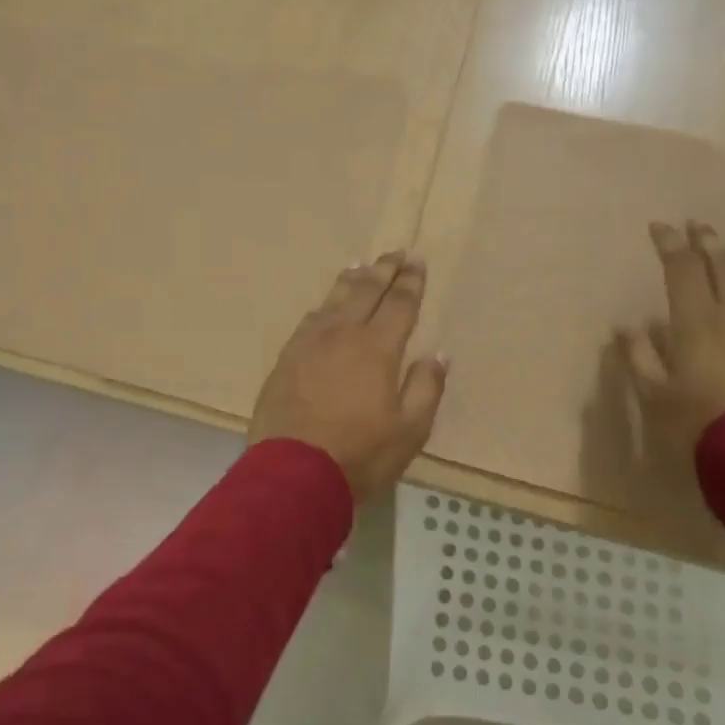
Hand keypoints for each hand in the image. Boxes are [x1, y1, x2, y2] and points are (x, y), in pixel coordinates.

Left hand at [250, 251, 448, 502]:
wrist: (292, 472)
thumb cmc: (360, 454)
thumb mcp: (409, 430)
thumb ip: (425, 388)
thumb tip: (437, 355)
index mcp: (377, 348)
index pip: (399, 304)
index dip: (410, 282)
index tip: (417, 262)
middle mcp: (342, 334)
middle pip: (365, 291)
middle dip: (383, 270)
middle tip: (394, 252)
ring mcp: (309, 344)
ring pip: (333, 300)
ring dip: (351, 280)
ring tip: (361, 266)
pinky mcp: (286, 358)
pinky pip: (310, 319)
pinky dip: (324, 305)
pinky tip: (325, 306)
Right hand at [617, 221, 724, 458]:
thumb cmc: (699, 423)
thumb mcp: (655, 394)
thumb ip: (640, 357)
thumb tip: (627, 326)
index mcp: (697, 323)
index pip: (683, 271)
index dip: (670, 246)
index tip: (660, 226)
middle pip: (724, 269)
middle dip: (709, 244)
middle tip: (701, 224)